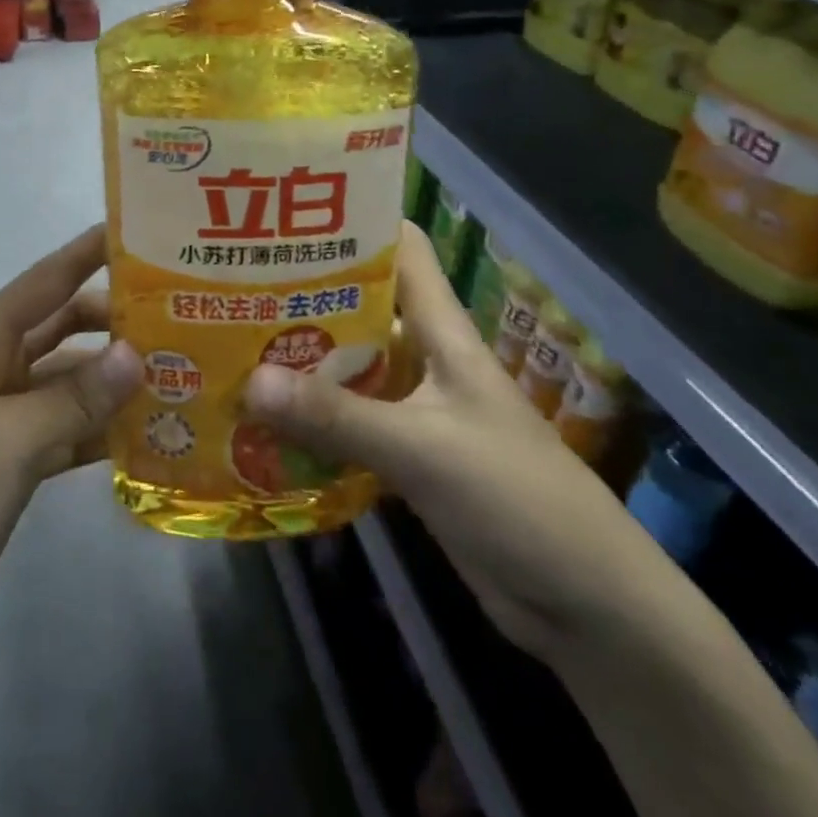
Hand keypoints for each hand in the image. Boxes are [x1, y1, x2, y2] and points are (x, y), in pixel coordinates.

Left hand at [0, 226, 142, 661]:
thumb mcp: (10, 440)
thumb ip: (77, 396)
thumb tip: (138, 353)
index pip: (46, 282)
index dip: (88, 253)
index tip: (139, 232)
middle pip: (63, 327)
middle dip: (114, 320)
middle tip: (180, 315)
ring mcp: (4, 414)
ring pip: (70, 379)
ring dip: (115, 377)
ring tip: (181, 371)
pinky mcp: (14, 458)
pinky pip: (67, 426)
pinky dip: (101, 426)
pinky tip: (150, 431)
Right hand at [244, 223, 670, 661]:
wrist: (584, 602)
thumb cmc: (516, 498)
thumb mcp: (422, 449)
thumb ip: (337, 416)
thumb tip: (249, 381)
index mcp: (442, 332)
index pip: (402, 250)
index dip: (356, 222)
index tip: (291, 214)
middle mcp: (426, 358)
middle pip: (361, 308)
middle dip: (304, 295)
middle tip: (233, 286)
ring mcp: (416, 409)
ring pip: (350, 369)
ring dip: (301, 363)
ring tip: (233, 348)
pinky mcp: (407, 457)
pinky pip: (349, 424)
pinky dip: (312, 421)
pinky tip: (263, 422)